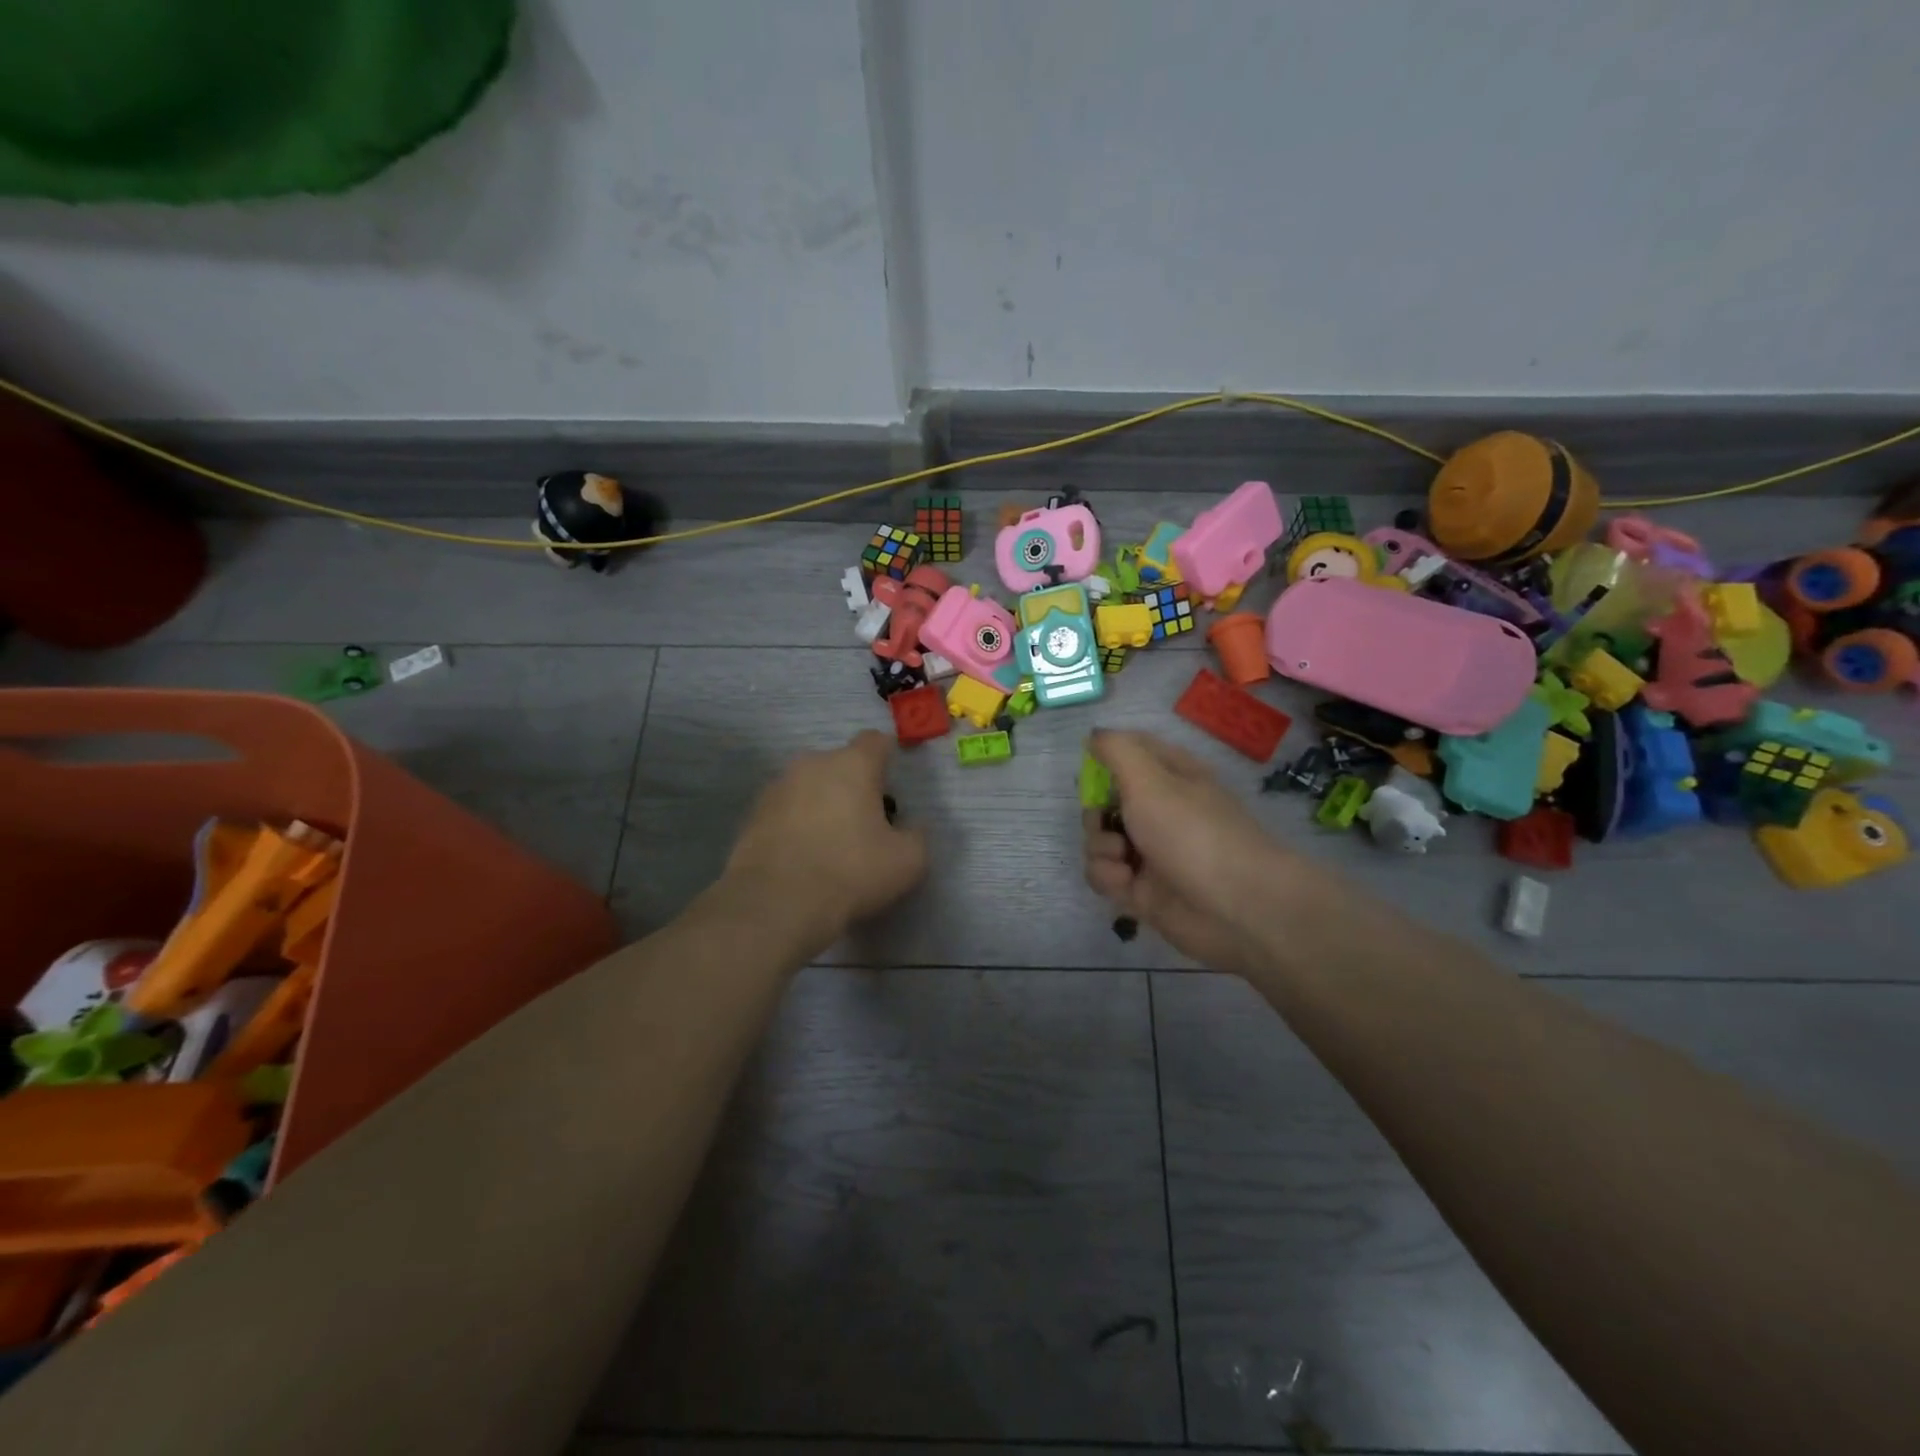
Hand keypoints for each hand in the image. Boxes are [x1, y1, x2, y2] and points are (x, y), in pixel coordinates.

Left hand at [726, 731, 927, 942]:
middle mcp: (812, 763)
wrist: (775, 904)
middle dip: (853, 786)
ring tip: (829, 845)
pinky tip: (802, 857)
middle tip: (864, 826)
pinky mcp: (752, 814)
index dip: (887, 761)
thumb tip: (910, 827)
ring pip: (810, 786)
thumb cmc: (851, 872)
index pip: (875, 741)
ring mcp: (777, 787)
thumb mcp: (908, 861)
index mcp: (852, 764)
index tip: (891, 791)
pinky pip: (785, 810)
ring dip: (822, 804)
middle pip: (840, 764)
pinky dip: (796, 824)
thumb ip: (916, 835)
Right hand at [1082, 730, 1295, 974]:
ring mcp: (1148, 851)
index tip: (1093, 769)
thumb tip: (1094, 735)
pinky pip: (1104, 875)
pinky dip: (1108, 877)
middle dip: (1095, 814)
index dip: (1104, 759)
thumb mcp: (1150, 778)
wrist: (1236, 906)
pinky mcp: (1140, 889)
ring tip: (1123, 860)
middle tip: (1108, 821)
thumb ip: (1116, 750)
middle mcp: (1157, 810)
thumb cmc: (1192, 831)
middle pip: (1102, 802)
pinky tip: (1126, 884)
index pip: (1128, 753)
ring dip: (1100, 848)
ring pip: (1098, 840)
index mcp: (1168, 775)